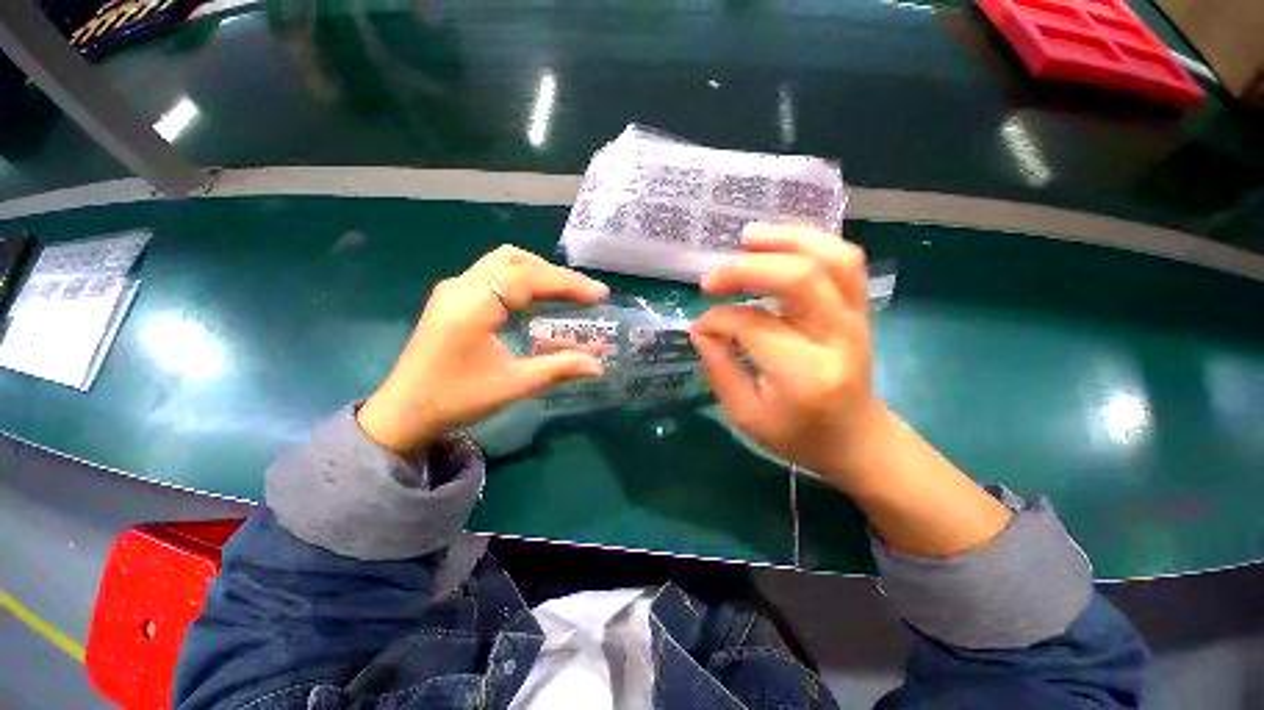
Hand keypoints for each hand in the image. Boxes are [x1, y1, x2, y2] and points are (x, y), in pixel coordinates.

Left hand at [358, 246, 608, 456]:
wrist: (402, 414)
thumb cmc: (456, 400)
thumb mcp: (513, 385)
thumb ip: (559, 369)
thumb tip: (598, 366)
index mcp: (473, 305)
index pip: (528, 277)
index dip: (567, 283)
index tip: (599, 294)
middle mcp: (461, 287)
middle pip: (514, 259)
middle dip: (553, 274)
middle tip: (581, 295)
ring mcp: (453, 290)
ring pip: (502, 262)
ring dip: (536, 273)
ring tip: (564, 295)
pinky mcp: (451, 299)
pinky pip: (492, 275)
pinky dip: (520, 281)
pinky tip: (535, 302)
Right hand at [691, 224, 891, 492]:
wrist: (857, 440)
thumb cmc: (797, 436)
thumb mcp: (745, 415)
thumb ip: (719, 367)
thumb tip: (702, 328)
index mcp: (805, 375)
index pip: (753, 325)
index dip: (717, 319)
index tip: (700, 326)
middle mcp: (837, 338)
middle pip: (800, 278)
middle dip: (746, 269)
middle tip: (711, 279)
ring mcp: (857, 319)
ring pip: (832, 258)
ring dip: (786, 240)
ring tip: (747, 239)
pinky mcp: (861, 310)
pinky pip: (844, 260)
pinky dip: (810, 243)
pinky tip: (779, 246)